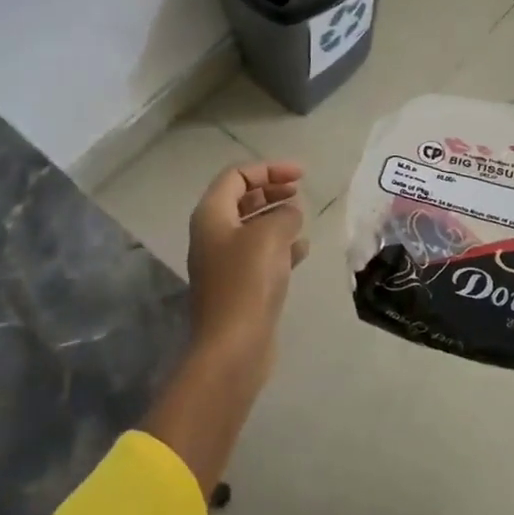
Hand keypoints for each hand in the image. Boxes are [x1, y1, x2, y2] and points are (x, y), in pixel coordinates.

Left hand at [186, 161, 309, 356]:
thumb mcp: (270, 235)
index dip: (268, 169)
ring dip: (276, 218)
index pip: (236, 176)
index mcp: (211, 216)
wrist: (233, 345)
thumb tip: (290, 214)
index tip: (300, 176)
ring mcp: (224, 263)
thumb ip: (284, 214)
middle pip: (242, 200)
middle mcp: (212, 235)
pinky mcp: (239, 287)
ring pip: (252, 228)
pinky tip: (302, 250)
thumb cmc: (247, 281)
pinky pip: (260, 255)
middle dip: (271, 191)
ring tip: (302, 218)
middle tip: (300, 191)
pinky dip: (280, 246)